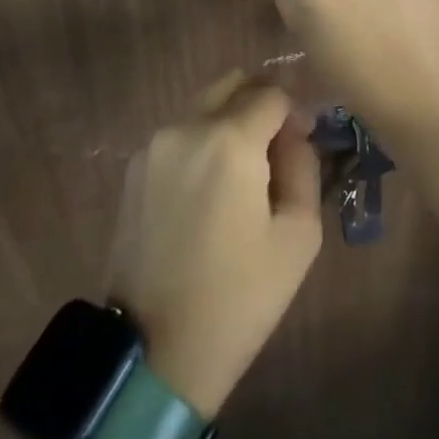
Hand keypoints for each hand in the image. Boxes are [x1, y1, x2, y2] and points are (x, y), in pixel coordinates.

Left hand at [106, 78, 321, 417]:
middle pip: (233, 85)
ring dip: (229, 124)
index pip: (272, 93)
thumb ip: (304, 166)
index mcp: (229, 140)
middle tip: (274, 153)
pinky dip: (201, 145)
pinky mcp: (134, 169)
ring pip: (204, 107)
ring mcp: (154, 146)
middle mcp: (186, 127)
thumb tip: (294, 134)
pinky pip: (180, 135)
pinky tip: (206, 195)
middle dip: (260, 106)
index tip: (301, 147)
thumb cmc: (239, 298)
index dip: (294, 114)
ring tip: (240, 179)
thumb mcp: (298, 236)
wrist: (155, 353)